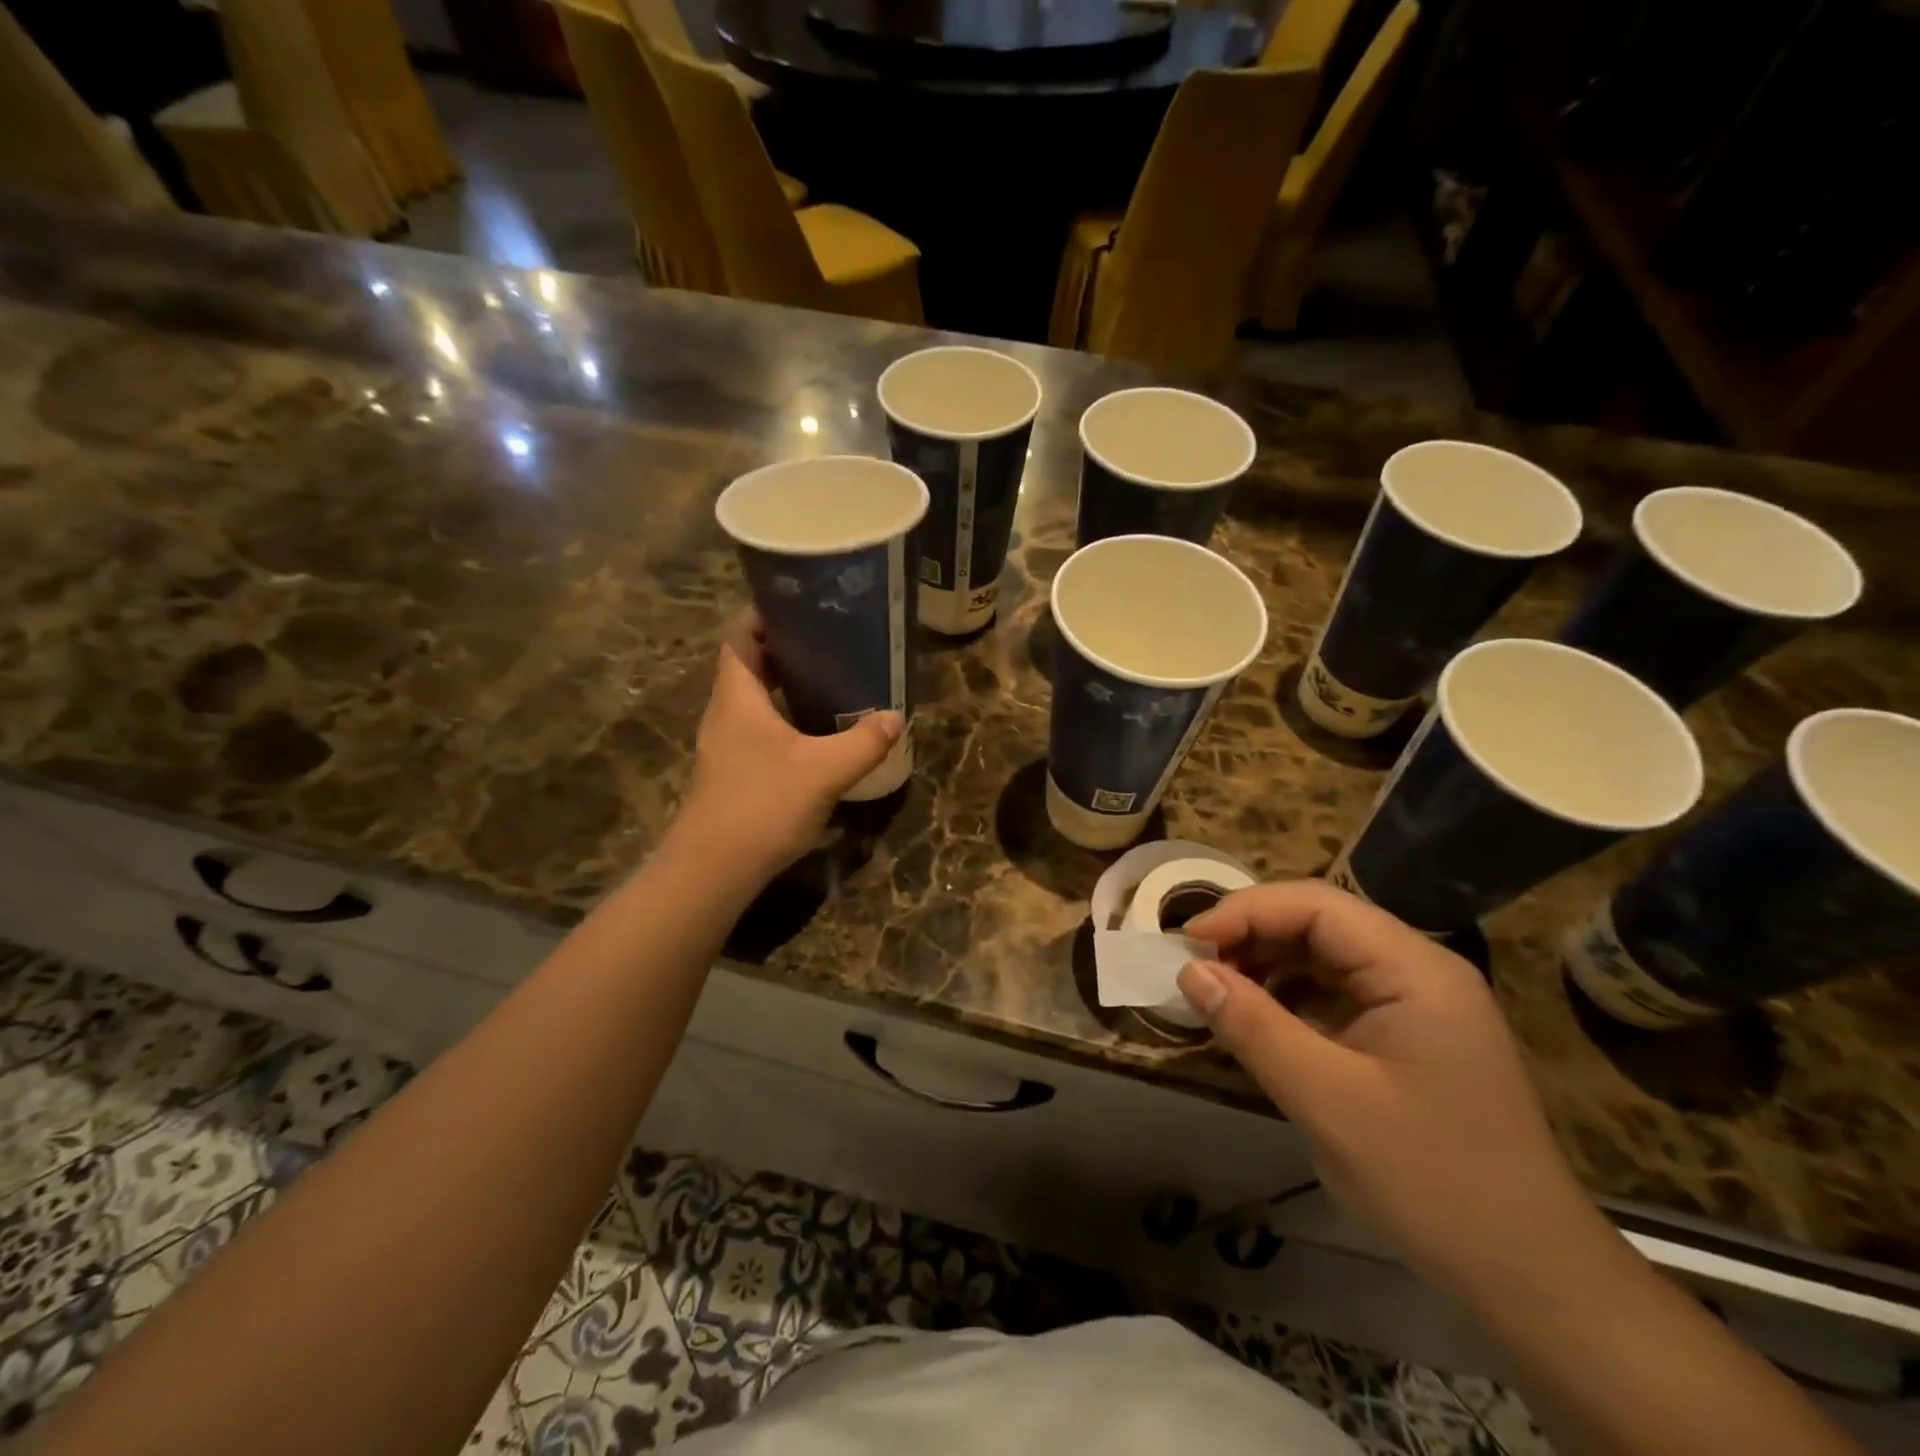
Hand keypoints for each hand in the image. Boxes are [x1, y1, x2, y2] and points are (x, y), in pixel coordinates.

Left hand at [675, 618, 902, 878]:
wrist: (714, 869)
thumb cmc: (763, 805)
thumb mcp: (824, 771)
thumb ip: (863, 742)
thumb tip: (894, 717)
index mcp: (738, 696)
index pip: (741, 636)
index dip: (764, 614)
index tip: (801, 605)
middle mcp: (725, 713)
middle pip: (750, 666)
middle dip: (785, 650)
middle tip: (829, 643)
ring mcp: (725, 745)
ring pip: (754, 701)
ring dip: (785, 688)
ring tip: (829, 683)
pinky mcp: (732, 772)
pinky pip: (758, 730)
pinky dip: (784, 721)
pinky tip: (815, 737)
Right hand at [1178, 880, 1599, 1299]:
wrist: (1534, 1281)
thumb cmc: (1433, 1181)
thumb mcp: (1328, 1101)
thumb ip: (1253, 1026)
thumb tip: (1190, 972)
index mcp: (1414, 969)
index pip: (1316, 905)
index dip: (1245, 912)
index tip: (1187, 943)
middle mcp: (1418, 972)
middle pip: (1320, 924)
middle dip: (1253, 936)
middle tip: (1196, 969)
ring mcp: (1416, 1005)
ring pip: (1325, 958)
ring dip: (1267, 966)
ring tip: (1218, 993)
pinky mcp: (1407, 1039)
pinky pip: (1336, 996)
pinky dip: (1289, 1000)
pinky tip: (1259, 1023)